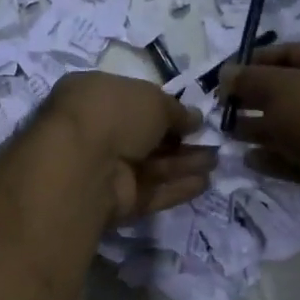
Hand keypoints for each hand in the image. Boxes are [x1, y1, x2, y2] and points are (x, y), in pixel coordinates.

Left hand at [42, 71, 215, 221]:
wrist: (83, 165)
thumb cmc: (114, 114)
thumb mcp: (152, 98)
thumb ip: (176, 110)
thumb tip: (194, 119)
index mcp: (94, 97)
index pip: (132, 102)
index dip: (164, 109)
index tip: (192, 116)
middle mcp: (96, 132)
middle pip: (145, 137)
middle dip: (180, 140)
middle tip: (212, 141)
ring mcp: (105, 170)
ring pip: (152, 166)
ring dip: (184, 163)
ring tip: (216, 161)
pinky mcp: (116, 202)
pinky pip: (151, 193)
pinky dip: (176, 188)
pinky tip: (204, 183)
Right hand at [217, 43, 299, 199]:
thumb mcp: (278, 87)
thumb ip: (249, 79)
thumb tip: (226, 73)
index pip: (290, 53)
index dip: (255, 61)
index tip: (225, 75)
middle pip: (288, 91)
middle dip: (254, 98)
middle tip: (222, 107)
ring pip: (289, 126)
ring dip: (258, 128)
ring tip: (228, 133)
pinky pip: (294, 156)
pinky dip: (272, 157)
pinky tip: (248, 158)